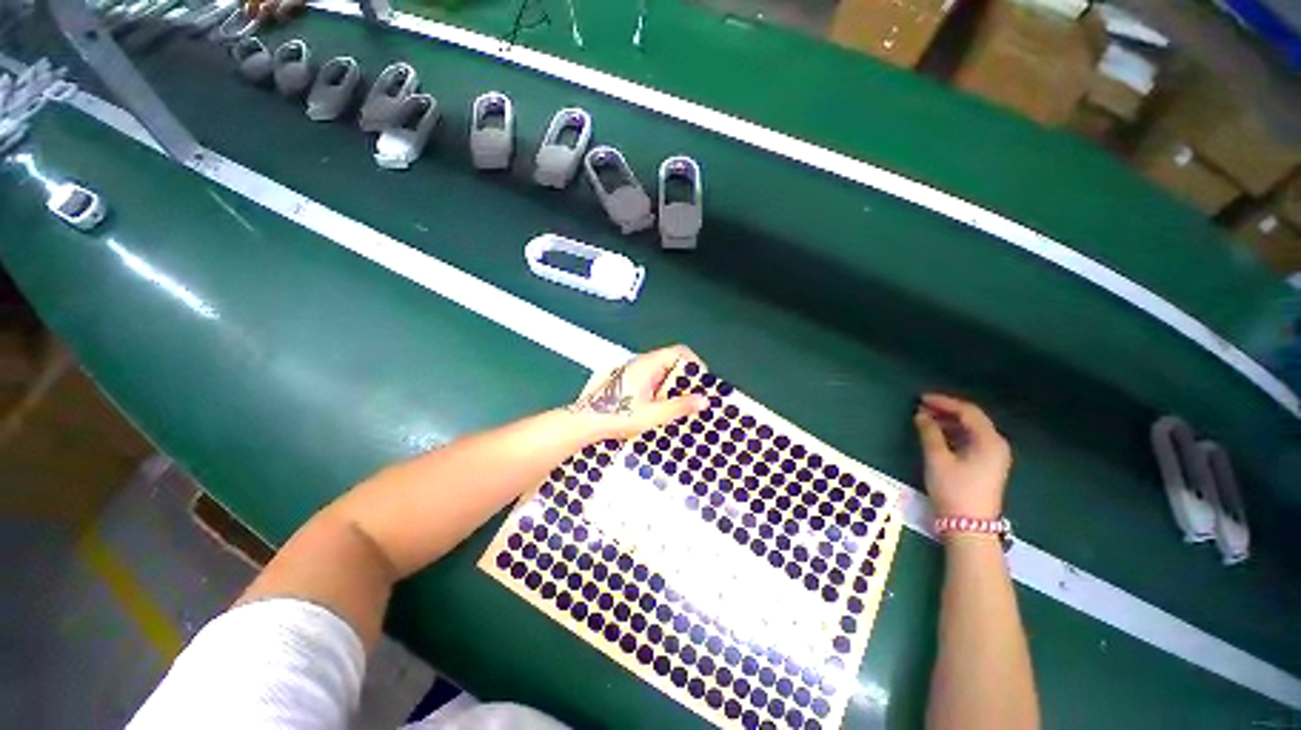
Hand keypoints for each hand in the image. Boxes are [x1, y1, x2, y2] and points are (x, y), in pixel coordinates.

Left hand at [569, 345, 708, 440]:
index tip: (703, 383)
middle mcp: (641, 364)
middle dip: (687, 379)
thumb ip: (679, 406)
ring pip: (664, 373)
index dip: (695, 364)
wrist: (586, 423)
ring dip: (675, 388)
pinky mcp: (630, 383)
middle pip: (672, 362)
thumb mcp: (652, 414)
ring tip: (683, 407)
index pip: (679, 352)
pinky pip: (654, 382)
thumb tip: (704, 400)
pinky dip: (664, 392)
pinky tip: (665, 410)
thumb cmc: (617, 416)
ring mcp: (635, 373)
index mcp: (647, 364)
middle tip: (695, 398)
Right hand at [914, 393, 1011, 520]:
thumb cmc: (954, 490)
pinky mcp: (987, 466)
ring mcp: (994, 457)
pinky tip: (937, 435)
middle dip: (946, 411)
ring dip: (948, 422)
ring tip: (925, 419)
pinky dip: (953, 434)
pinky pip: (971, 441)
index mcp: (989, 441)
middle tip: (921, 407)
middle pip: (972, 419)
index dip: (944, 402)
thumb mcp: (937, 459)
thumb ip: (929, 433)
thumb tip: (921, 415)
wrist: (968, 526)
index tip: (921, 399)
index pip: (968, 411)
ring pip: (971, 430)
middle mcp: (996, 445)